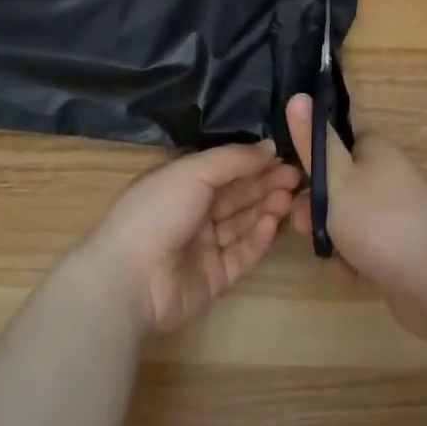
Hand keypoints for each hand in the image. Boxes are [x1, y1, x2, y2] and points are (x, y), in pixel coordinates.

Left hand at [80, 140, 300, 334]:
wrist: (129, 278)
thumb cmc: (158, 211)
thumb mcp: (194, 171)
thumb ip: (234, 158)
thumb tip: (269, 146)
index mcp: (180, 183)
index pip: (224, 169)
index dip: (253, 162)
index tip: (284, 157)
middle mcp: (191, 212)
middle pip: (236, 195)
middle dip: (265, 184)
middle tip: (297, 177)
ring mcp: (202, 247)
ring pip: (241, 223)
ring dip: (265, 207)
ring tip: (291, 197)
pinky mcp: (213, 277)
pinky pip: (240, 254)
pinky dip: (258, 238)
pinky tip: (274, 222)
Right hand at [285, 94, 426, 341]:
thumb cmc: (377, 221)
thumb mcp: (335, 179)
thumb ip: (313, 143)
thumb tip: (298, 96)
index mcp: (376, 150)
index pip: (336, 146)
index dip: (312, 166)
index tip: (296, 186)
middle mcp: (389, 175)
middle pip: (340, 188)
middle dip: (318, 212)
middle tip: (305, 229)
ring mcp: (399, 212)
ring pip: (350, 223)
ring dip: (336, 243)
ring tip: (336, 261)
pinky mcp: (404, 247)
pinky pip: (368, 249)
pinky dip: (357, 262)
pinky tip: (356, 278)